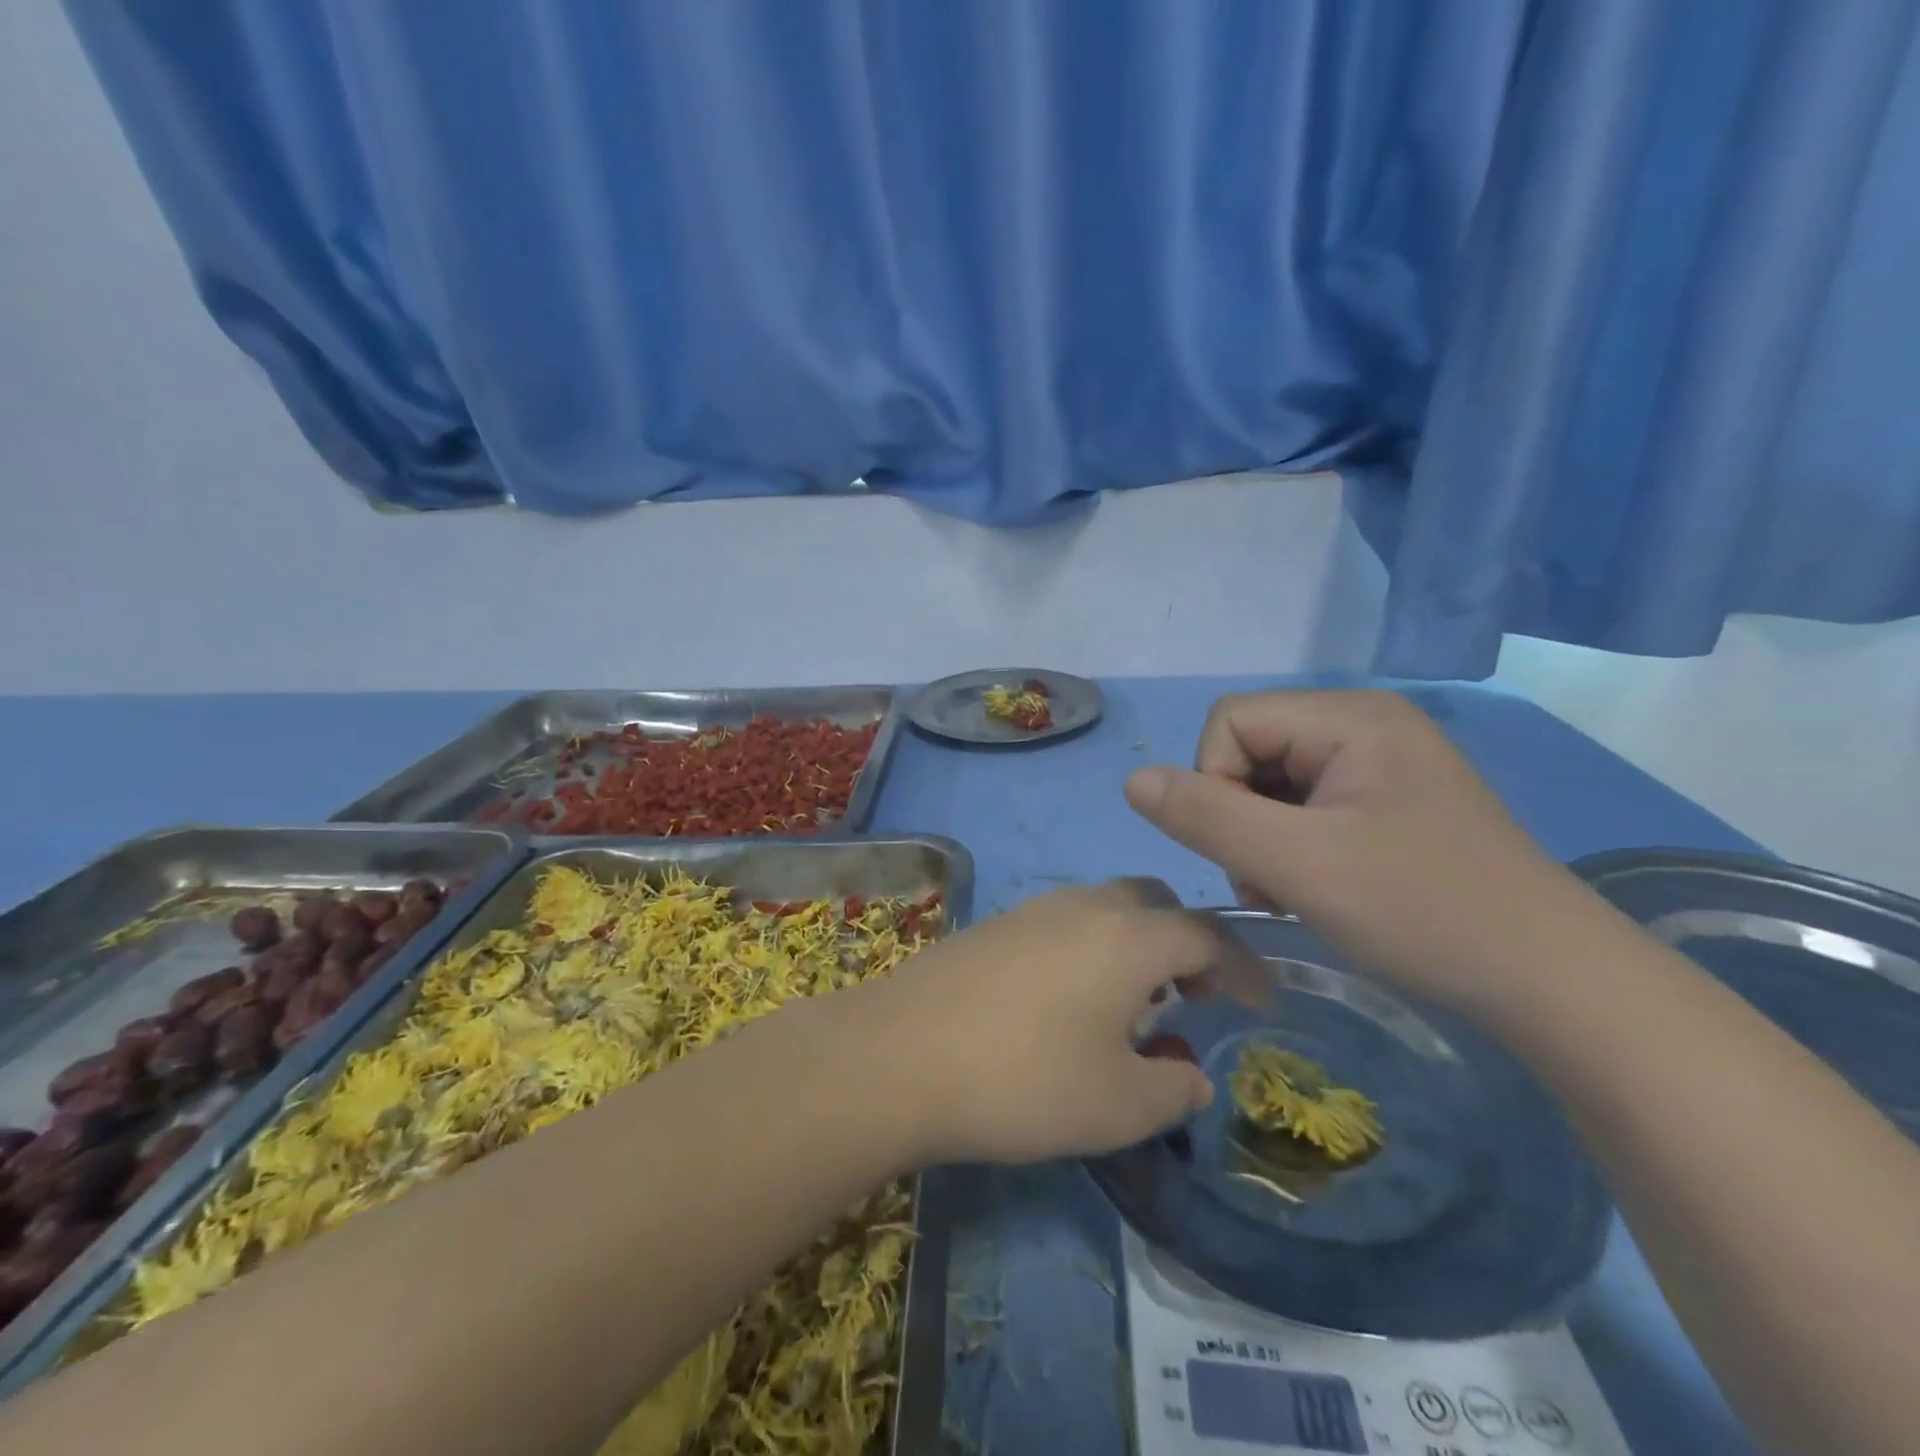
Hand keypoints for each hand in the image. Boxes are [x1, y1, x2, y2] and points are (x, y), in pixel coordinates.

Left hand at [845, 881, 1219, 1165]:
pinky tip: (1068, 1001)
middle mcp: (1085, 906)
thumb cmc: (1024, 1079)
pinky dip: (1089, 948)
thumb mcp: (1119, 1106)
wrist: (899, 1054)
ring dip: (1134, 943)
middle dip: (1185, 942)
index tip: (1259, 1004)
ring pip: (1105, 908)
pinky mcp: (993, 926)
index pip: (1208, 934)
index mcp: (1130, 936)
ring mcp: (1032, 911)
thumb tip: (1190, 1072)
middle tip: (1190, 994)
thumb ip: (1172, 1087)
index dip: (1243, 967)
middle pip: (1154, 902)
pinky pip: (1063, 923)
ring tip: (1131, 1003)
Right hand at [1124, 689, 1585, 1005]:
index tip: (1249, 850)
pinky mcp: (1389, 799)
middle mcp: (1363, 723)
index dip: (1214, 783)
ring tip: (1295, 890)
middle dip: (1240, 816)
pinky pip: (1307, 803)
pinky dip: (1293, 844)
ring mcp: (1380, 761)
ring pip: (1272, 781)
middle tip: (1273, 881)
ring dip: (1262, 837)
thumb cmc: (1421, 911)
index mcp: (1348, 716)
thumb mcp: (1297, 864)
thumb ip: (1206, 816)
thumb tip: (1133, 780)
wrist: (1550, 981)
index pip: (1229, 721)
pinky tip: (1318, 885)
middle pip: (1250, 749)